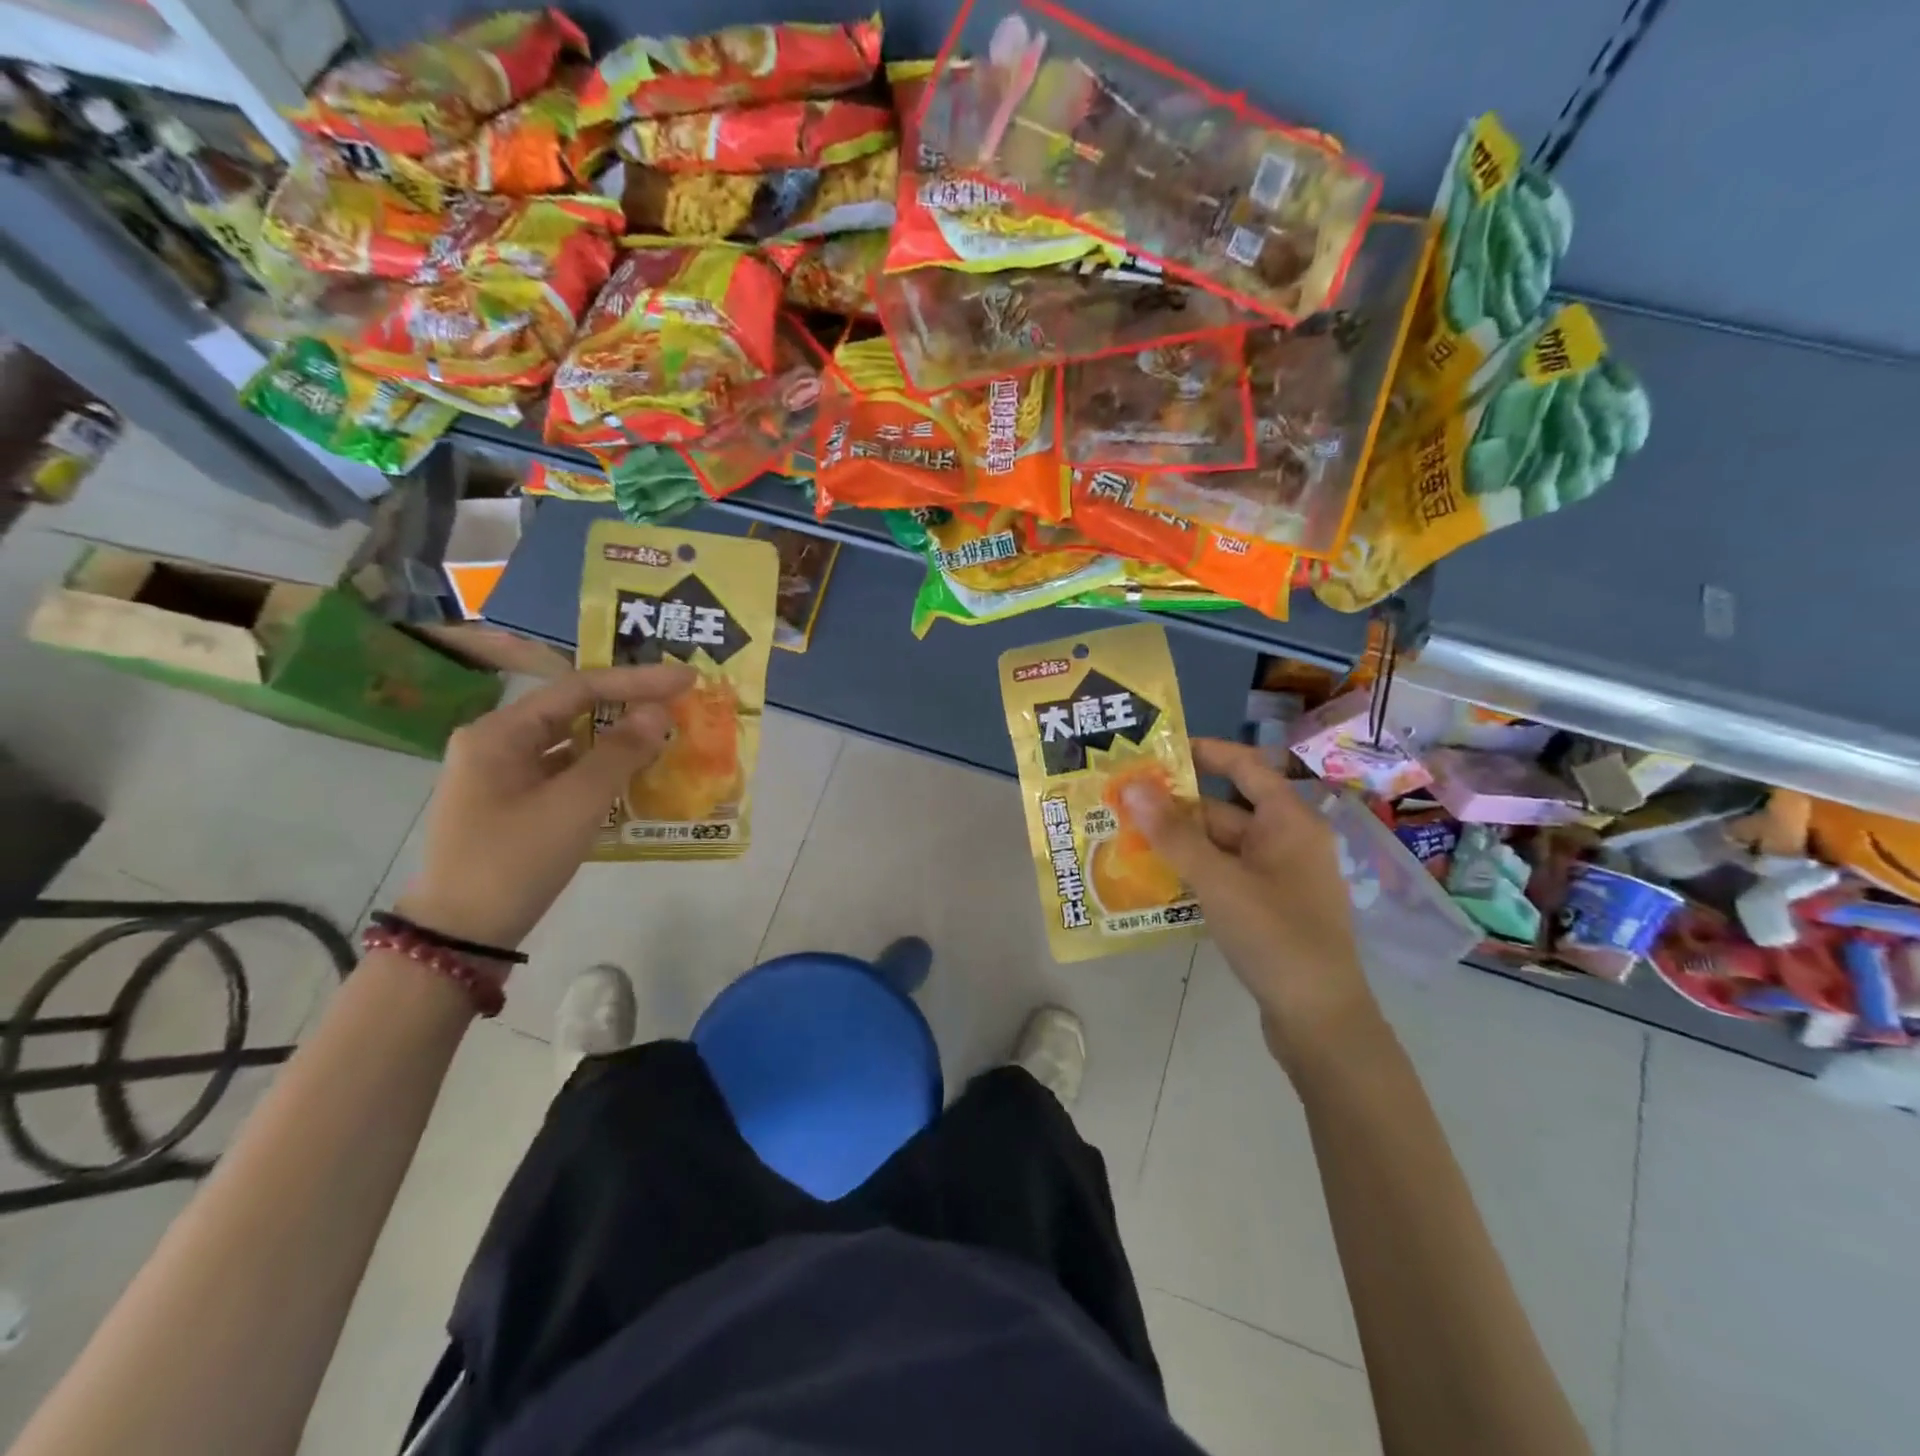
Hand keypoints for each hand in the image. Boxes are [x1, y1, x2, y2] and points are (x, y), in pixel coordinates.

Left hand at [396, 664, 694, 949]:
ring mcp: (502, 775)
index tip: (687, 679)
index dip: (638, 681)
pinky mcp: (513, 804)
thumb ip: (620, 752)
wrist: (461, 935)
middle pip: (573, 710)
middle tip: (680, 704)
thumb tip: (659, 713)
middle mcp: (497, 743)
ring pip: (571, 743)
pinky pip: (565, 773)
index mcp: (500, 732)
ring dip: (618, 740)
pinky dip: (601, 771)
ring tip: (666, 737)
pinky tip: (634, 778)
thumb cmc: (516, 860)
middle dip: (629, 706)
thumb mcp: (576, 803)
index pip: (579, 688)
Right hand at [1123, 738, 1379, 1063]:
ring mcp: (1279, 877)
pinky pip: (1225, 875)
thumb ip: (1174, 834)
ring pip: (1221, 846)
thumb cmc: (1275, 936)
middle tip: (1124, 801)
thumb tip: (1133, 786)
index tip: (1160, 749)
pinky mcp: (1269, 908)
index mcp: (1288, 822)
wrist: (1319, 1019)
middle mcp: (1287, 841)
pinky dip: (1194, 871)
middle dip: (1176, 807)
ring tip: (1127, 837)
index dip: (1206, 752)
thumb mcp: (1218, 880)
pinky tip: (1156, 878)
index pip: (1245, 767)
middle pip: (1226, 809)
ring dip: (1180, 843)